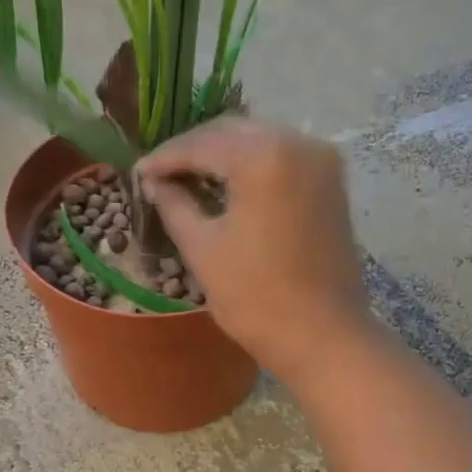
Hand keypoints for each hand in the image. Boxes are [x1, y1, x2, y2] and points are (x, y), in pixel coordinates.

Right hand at [137, 119, 373, 385]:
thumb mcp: (204, 250)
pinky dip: (253, 168)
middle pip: (234, 134)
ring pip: (261, 143)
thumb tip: (155, 183)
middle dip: (195, 151)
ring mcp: (322, 162)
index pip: (202, 144)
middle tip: (161, 175)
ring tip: (190, 181)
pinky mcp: (333, 184)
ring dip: (224, 157)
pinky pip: (284, 161)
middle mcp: (299, 143)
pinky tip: (229, 188)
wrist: (324, 337)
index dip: (166, 158)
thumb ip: (175, 206)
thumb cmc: (257, 298)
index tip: (139, 173)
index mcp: (264, 156)